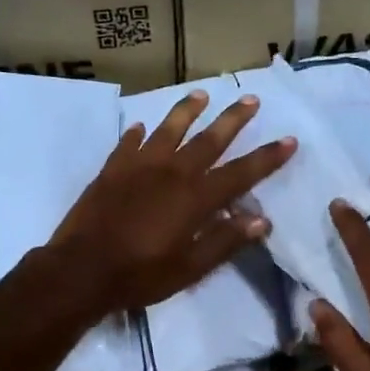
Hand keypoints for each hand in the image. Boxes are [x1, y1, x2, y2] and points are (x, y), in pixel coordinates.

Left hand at [49, 91, 296, 314]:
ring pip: (168, 130)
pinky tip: (140, 127)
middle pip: (208, 140)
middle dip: (232, 119)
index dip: (266, 157)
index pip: (240, 173)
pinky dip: (136, 134)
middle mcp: (171, 173)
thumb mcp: (190, 268)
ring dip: (186, 111)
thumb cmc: (140, 275)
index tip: (288, 139)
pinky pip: (127, 144)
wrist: (81, 270)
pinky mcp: (111, 170)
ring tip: (200, 94)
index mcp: (195, 198)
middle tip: (250, 99)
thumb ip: (225, 241)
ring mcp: (138, 167)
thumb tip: (261, 220)